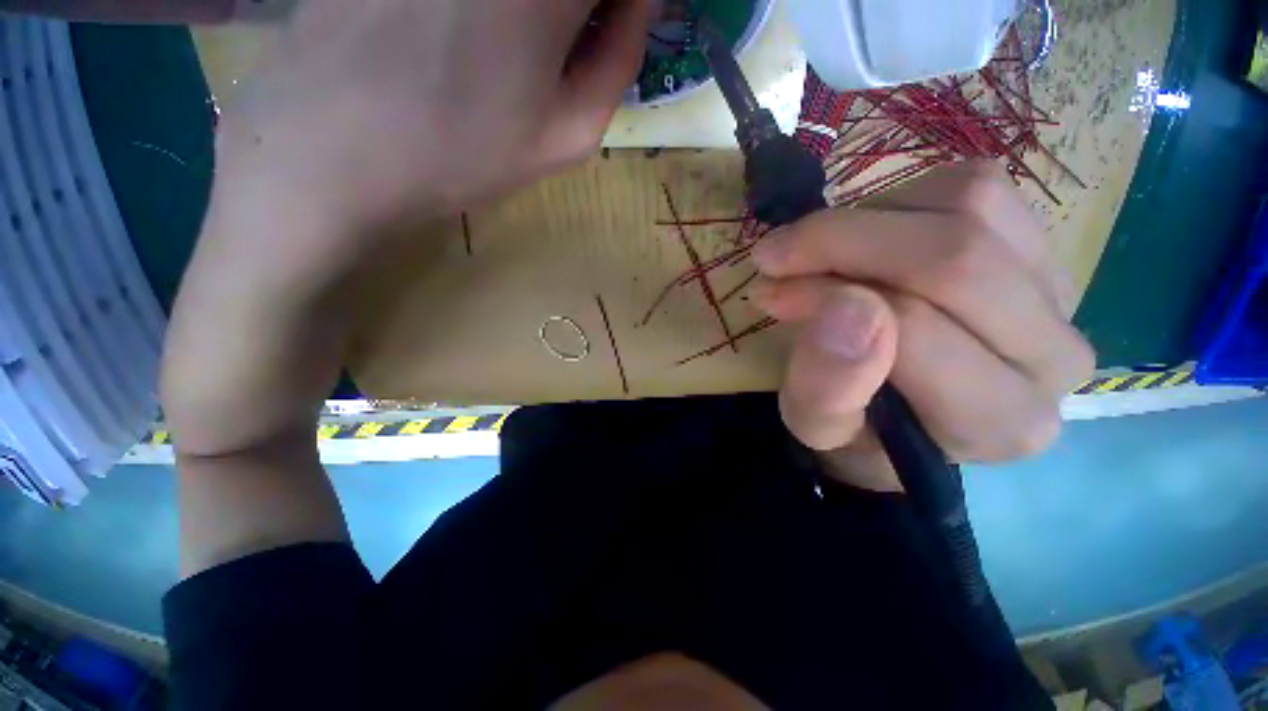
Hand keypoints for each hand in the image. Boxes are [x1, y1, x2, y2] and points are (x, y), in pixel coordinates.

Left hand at [215, 0, 651, 246]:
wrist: (332, 146)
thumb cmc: (463, 152)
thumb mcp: (568, 136)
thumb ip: (618, 62)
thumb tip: (638, 6)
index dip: (621, 5)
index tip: (611, 29)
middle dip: (580, 8)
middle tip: (566, 43)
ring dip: (535, 11)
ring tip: (506, 50)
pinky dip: (482, 8)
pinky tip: (456, 30)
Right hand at [749, 162, 1093, 490]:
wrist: (902, 415)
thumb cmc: (855, 429)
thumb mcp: (814, 425)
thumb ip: (824, 388)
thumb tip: (846, 303)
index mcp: (997, 422)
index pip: (914, 327)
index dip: (825, 295)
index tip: (770, 290)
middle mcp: (1054, 358)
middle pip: (956, 258)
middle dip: (841, 241)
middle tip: (778, 253)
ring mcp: (1061, 294)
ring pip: (971, 208)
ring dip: (867, 219)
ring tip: (823, 253)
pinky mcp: (1044, 248)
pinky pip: (976, 188)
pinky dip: (900, 200)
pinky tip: (870, 240)